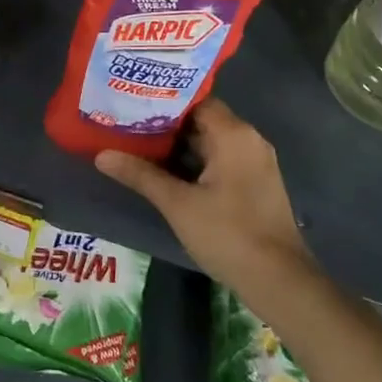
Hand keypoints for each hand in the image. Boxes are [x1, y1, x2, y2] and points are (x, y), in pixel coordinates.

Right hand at [95, 100, 316, 305]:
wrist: (279, 281)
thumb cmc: (228, 234)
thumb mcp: (178, 204)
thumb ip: (140, 175)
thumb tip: (102, 155)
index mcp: (233, 134)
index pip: (194, 100)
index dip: (163, 100)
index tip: (132, 101)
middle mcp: (248, 140)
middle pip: (202, 119)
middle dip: (166, 123)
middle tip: (127, 122)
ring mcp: (255, 162)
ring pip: (211, 141)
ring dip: (179, 144)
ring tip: (138, 143)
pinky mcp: (256, 183)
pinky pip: (221, 159)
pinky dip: (195, 161)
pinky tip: (167, 171)